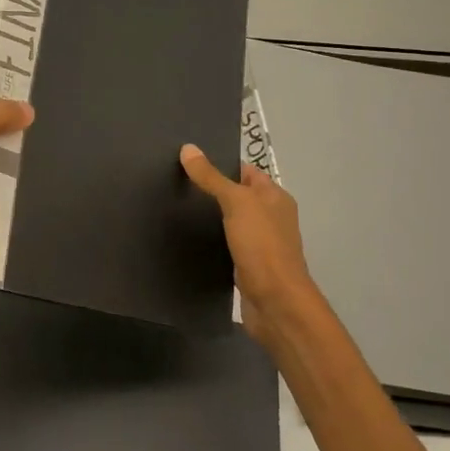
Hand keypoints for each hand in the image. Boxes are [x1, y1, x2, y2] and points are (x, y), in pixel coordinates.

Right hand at [180, 145, 315, 355]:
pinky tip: (187, 237)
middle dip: (210, 189)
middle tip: (174, 182)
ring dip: (208, 216)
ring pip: (229, 221)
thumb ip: (211, 177)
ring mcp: (260, 242)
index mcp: (275, 197)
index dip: (219, 163)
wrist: (275, 303)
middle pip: (236, 195)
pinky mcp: (247, 264)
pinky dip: (210, 239)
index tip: (187, 160)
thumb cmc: (262, 246)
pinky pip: (225, 243)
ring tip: (174, 205)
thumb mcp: (236, 203)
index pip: (245, 171)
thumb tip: (188, 148)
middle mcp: (270, 217)